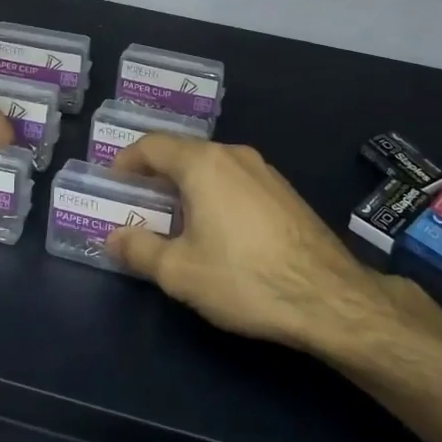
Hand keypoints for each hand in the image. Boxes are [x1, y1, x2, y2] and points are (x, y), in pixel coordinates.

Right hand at [106, 135, 381, 349]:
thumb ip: (139, 249)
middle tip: (136, 204)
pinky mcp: (285, 192)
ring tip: (173, 220)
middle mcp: (235, 155)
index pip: (153, 145)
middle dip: (155, 175)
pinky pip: (236, 181)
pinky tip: (216, 230)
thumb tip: (113, 237)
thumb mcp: (180, 272)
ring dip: (186, 185)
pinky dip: (214, 194)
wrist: (329, 297)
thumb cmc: (244, 278)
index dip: (126, 160)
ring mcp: (265, 171)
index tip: (112, 182)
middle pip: (184, 153)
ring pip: (212, 167)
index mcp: (204, 164)